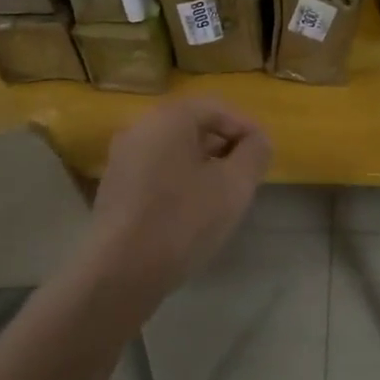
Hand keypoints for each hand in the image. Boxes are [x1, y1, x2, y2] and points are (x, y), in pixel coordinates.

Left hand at [75, 96, 271, 315]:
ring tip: (224, 195)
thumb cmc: (183, 220)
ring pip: (174, 150)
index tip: (265, 154)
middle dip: (225, 146)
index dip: (246, 127)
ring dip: (204, 165)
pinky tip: (193, 210)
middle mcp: (140, 128)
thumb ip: (254, 154)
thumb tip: (258, 140)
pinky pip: (157, 170)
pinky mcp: (115, 187)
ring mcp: (122, 158)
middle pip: (193, 126)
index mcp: (168, 118)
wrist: (121, 272)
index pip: (217, 108)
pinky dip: (180, 179)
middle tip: (247, 174)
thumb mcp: (234, 186)